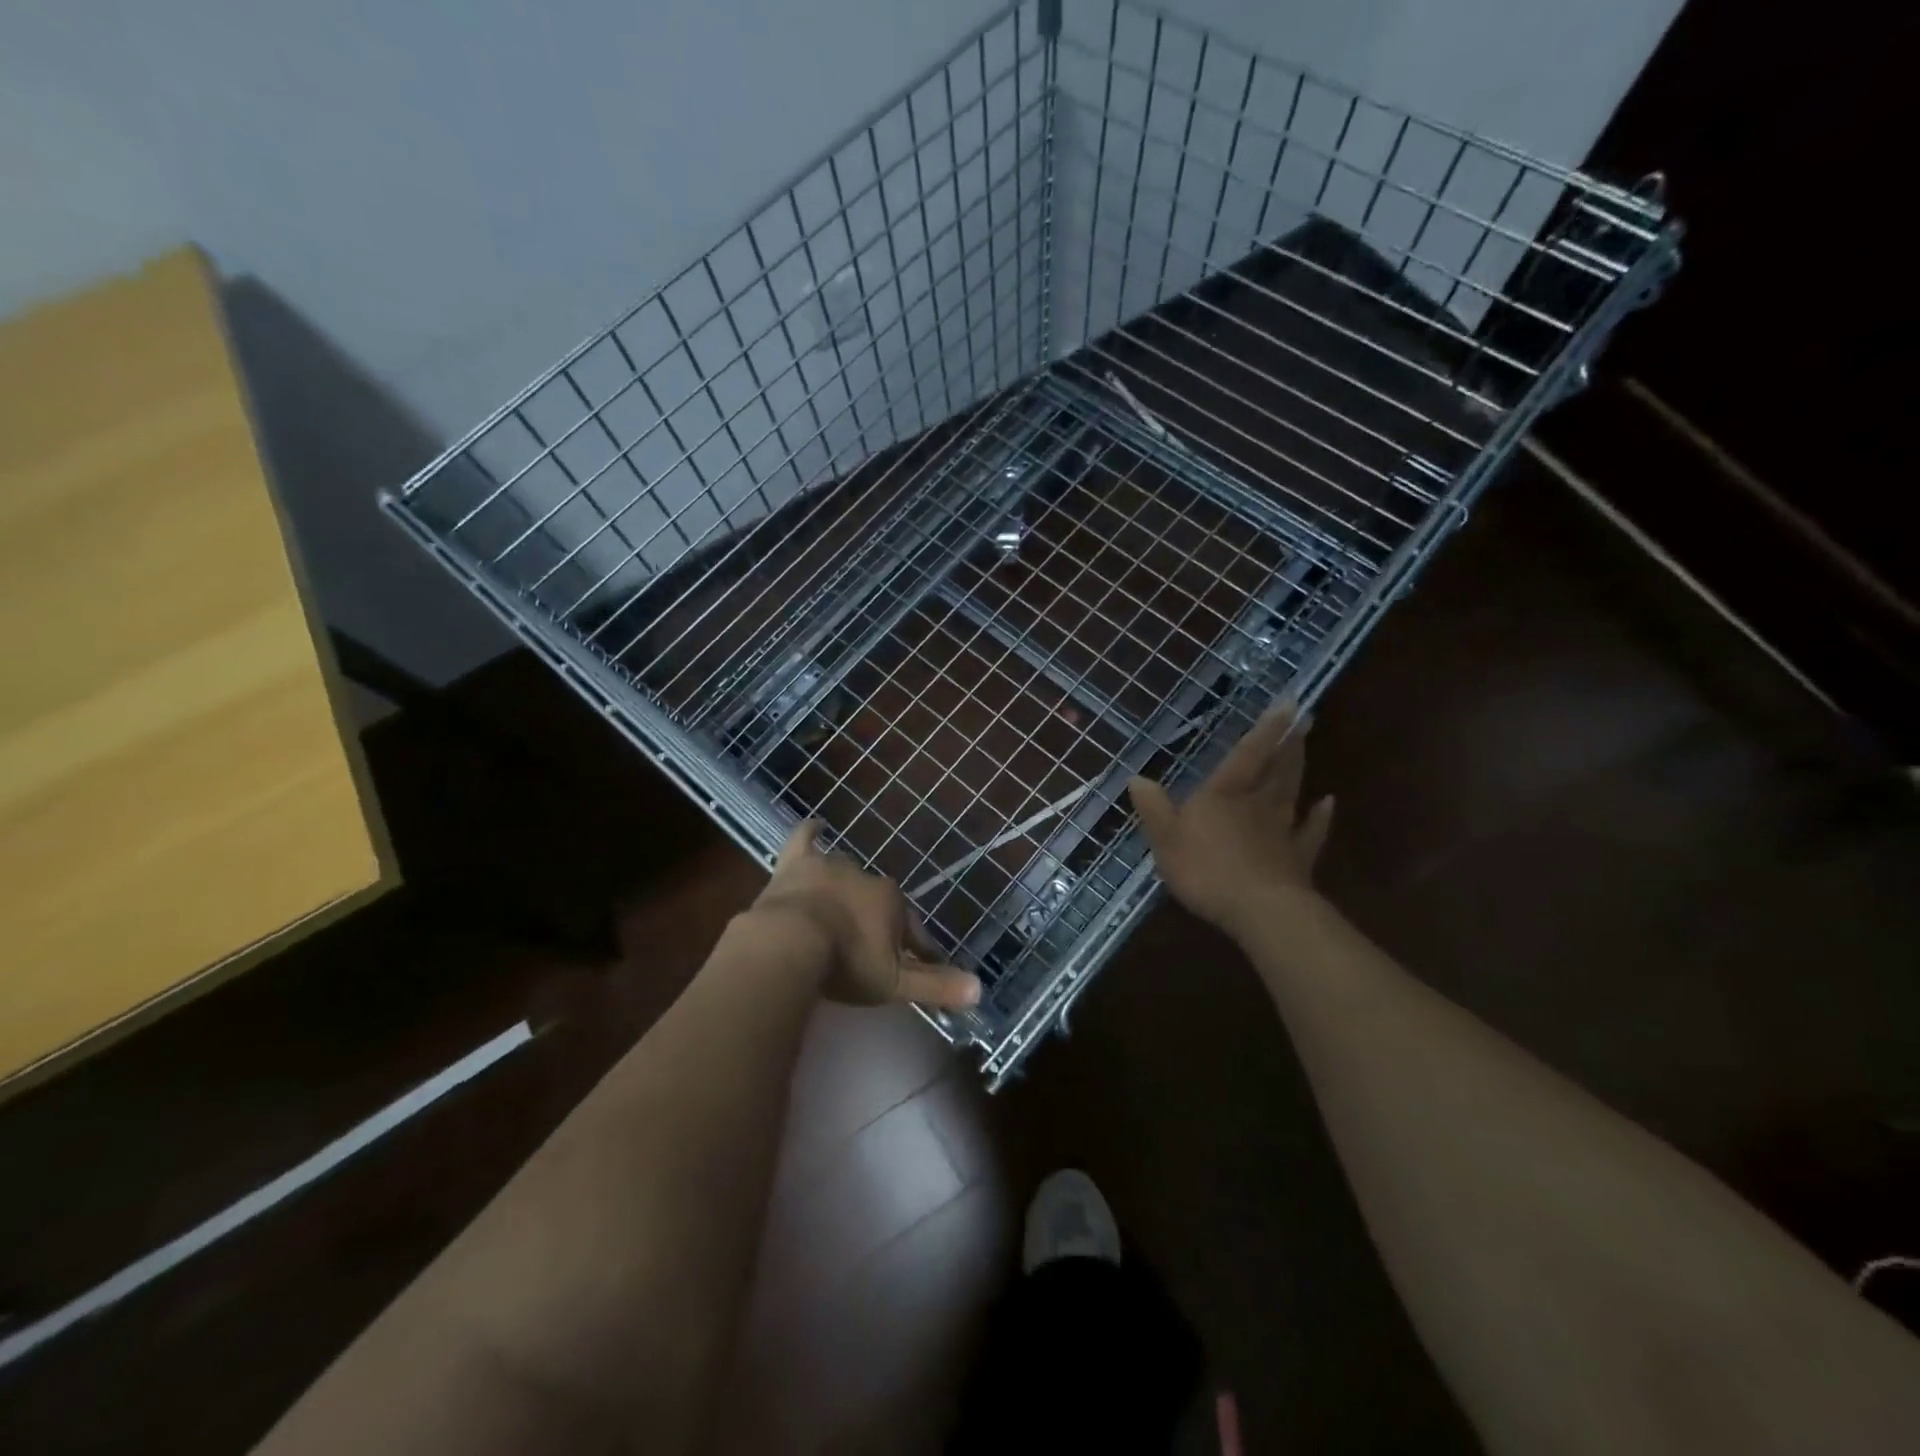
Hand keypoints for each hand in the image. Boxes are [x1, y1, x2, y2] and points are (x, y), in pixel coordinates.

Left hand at [750, 820, 981, 1010]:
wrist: (790, 944)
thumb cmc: (846, 964)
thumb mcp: (895, 983)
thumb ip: (936, 985)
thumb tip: (979, 990)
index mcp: (892, 902)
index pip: (911, 926)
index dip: (915, 947)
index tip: (915, 965)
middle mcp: (866, 877)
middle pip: (877, 900)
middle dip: (877, 920)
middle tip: (868, 948)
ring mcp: (829, 867)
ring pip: (845, 873)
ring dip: (846, 888)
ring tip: (842, 909)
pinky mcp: (796, 866)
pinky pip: (804, 841)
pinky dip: (810, 833)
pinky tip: (815, 825)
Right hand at [1127, 701, 1333, 937]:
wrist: (1259, 909)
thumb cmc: (1206, 869)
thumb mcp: (1166, 839)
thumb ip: (1154, 808)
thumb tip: (1137, 778)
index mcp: (1224, 795)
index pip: (1247, 754)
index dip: (1265, 729)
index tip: (1288, 703)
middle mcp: (1257, 804)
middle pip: (1275, 768)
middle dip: (1286, 743)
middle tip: (1303, 719)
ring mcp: (1282, 830)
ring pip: (1292, 792)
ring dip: (1298, 769)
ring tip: (1305, 747)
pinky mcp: (1297, 858)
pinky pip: (1311, 832)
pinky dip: (1321, 817)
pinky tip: (1329, 803)